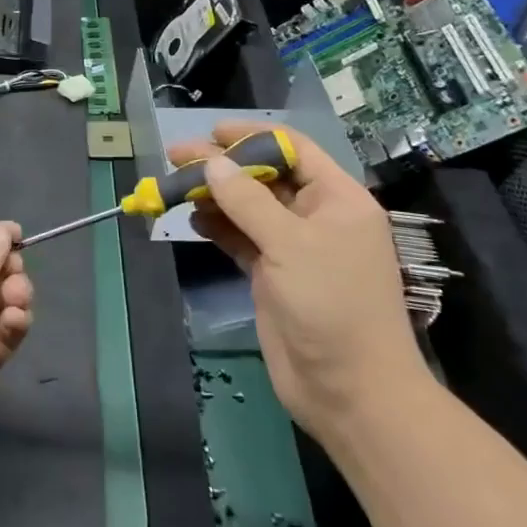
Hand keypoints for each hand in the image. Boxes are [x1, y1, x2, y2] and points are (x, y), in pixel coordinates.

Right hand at [168, 123, 426, 430]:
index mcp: (337, 199)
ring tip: (175, 186)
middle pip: (264, 175)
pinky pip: (241, 237)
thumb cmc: (332, 306)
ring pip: (248, 206)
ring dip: (215, 194)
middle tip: (176, 157)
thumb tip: (212, 161)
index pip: (293, 149)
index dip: (252, 136)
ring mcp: (294, 246)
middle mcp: (316, 216)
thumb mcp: (291, 245)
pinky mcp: (273, 273)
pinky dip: (217, 225)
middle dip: (223, 164)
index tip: (210, 133)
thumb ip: (248, 200)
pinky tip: (192, 218)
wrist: (350, 393)